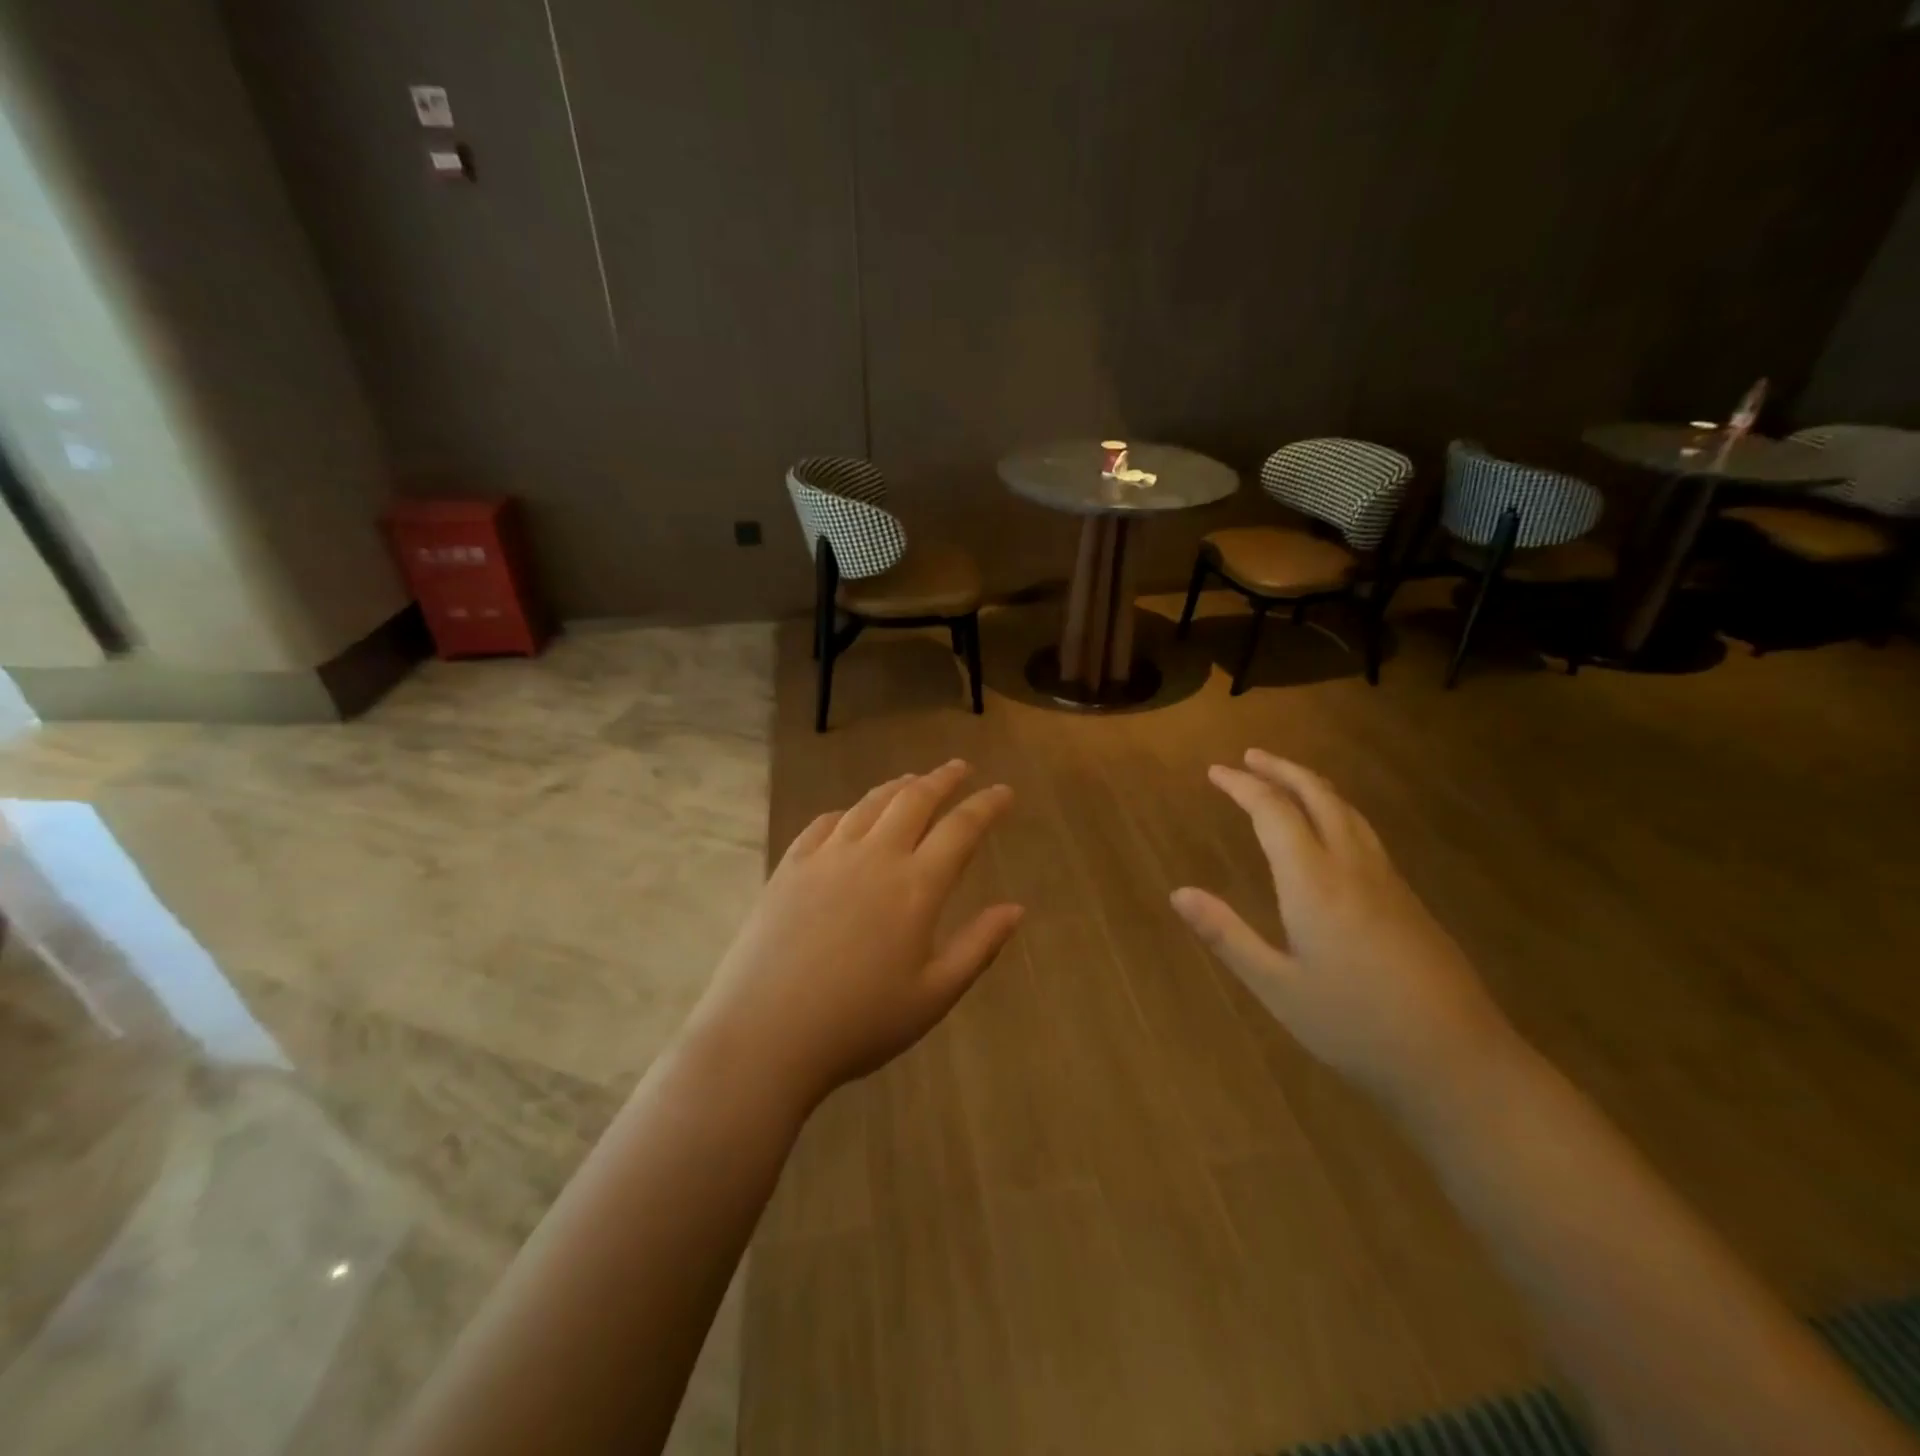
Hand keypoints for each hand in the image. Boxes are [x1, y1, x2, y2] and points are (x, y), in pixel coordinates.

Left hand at [689, 760, 1022, 1107]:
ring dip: (898, 787)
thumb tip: (1016, 909)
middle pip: (914, 800)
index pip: (961, 828)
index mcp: (916, 886)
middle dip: (943, 779)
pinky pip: (824, 823)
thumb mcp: (933, 995)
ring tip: (913, 780)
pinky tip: (850, 816)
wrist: (765, 1033)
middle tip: (960, 767)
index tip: (1004, 791)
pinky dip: (847, 811)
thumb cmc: (860, 1023)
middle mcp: (874, 856)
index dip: (987, 805)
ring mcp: (827, 857)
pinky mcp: (790, 867)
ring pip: (869, 804)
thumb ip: (979, 947)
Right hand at [1170, 749, 1513, 1107]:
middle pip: (1319, 796)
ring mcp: (1388, 881)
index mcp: (1315, 882)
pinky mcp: (1408, 899)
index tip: (1216, 771)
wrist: (1458, 1062)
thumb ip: (1227, 935)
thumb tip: (1178, 893)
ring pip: (1348, 811)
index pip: (1274, 812)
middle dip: (1282, 770)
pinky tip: (1329, 831)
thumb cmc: (1354, 1026)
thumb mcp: (1277, 987)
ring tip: (1285, 779)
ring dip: (1312, 785)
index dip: (1243, 786)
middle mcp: (1353, 867)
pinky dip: (1335, 810)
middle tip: (1250, 757)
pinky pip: (1365, 833)